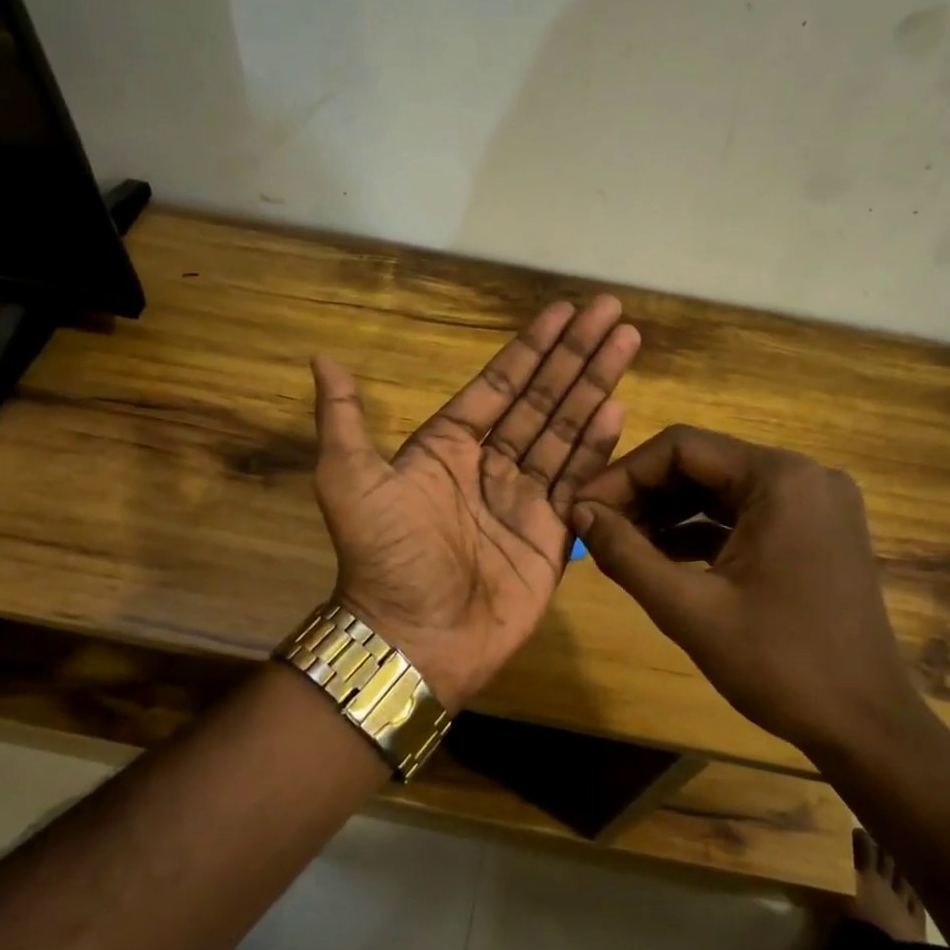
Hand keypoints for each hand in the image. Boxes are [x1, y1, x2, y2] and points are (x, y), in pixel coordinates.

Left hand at [309, 297, 641, 710]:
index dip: (531, 347)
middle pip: (542, 397)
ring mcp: (525, 498)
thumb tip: (323, 359)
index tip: (563, 311)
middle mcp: (491, 463)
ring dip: (595, 386)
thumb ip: (343, 419)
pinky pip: (578, 479)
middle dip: (576, 354)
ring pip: (566, 430)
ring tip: (626, 343)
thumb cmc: (385, 557)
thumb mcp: (349, 482)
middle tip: (610, 310)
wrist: (414, 639)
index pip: (499, 384)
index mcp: (448, 446)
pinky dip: (598, 445)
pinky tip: (618, 408)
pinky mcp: (552, 534)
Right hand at [570, 426, 923, 756]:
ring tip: (619, 545)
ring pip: (721, 490)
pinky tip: (660, 558)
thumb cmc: (779, 664)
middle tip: (595, 528)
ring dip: (668, 514)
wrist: (866, 728)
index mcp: (780, 478)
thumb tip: (578, 511)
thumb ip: (625, 554)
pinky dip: (701, 532)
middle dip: (643, 494)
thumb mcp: (688, 609)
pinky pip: (744, 516)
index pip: (682, 447)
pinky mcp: (815, 532)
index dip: (623, 474)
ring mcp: (814, 503)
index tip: (582, 508)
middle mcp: (803, 475)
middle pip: (702, 464)